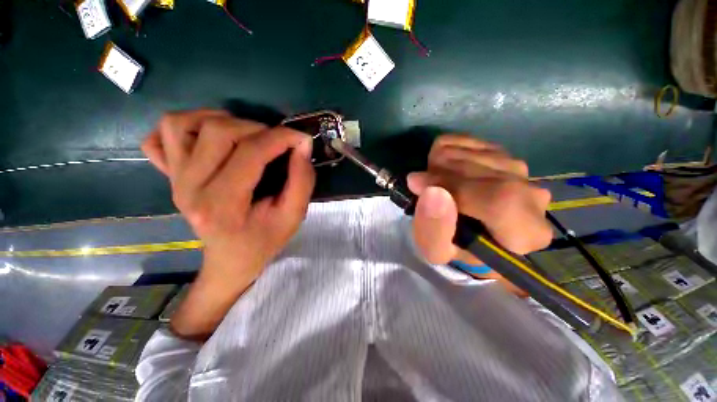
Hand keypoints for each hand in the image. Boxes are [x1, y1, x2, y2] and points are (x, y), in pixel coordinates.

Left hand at [142, 110, 314, 338]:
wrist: (230, 260)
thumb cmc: (264, 241)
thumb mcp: (293, 216)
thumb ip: (302, 180)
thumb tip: (302, 145)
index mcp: (222, 205)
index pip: (250, 153)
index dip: (280, 138)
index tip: (301, 138)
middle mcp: (189, 187)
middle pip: (217, 132)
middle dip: (257, 128)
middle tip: (277, 141)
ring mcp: (173, 179)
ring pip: (180, 123)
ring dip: (220, 120)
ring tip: (246, 135)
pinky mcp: (169, 175)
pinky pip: (160, 136)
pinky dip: (185, 126)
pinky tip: (210, 139)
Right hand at [408, 134, 551, 267]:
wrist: (471, 232)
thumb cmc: (455, 247)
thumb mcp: (436, 251)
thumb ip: (434, 231)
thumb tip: (433, 193)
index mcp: (525, 232)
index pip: (498, 200)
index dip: (452, 187)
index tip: (417, 185)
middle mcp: (532, 195)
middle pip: (478, 170)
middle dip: (438, 176)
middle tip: (422, 189)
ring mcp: (517, 168)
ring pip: (467, 152)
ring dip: (438, 166)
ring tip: (435, 185)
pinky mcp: (500, 151)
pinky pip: (463, 140)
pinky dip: (443, 153)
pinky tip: (443, 172)